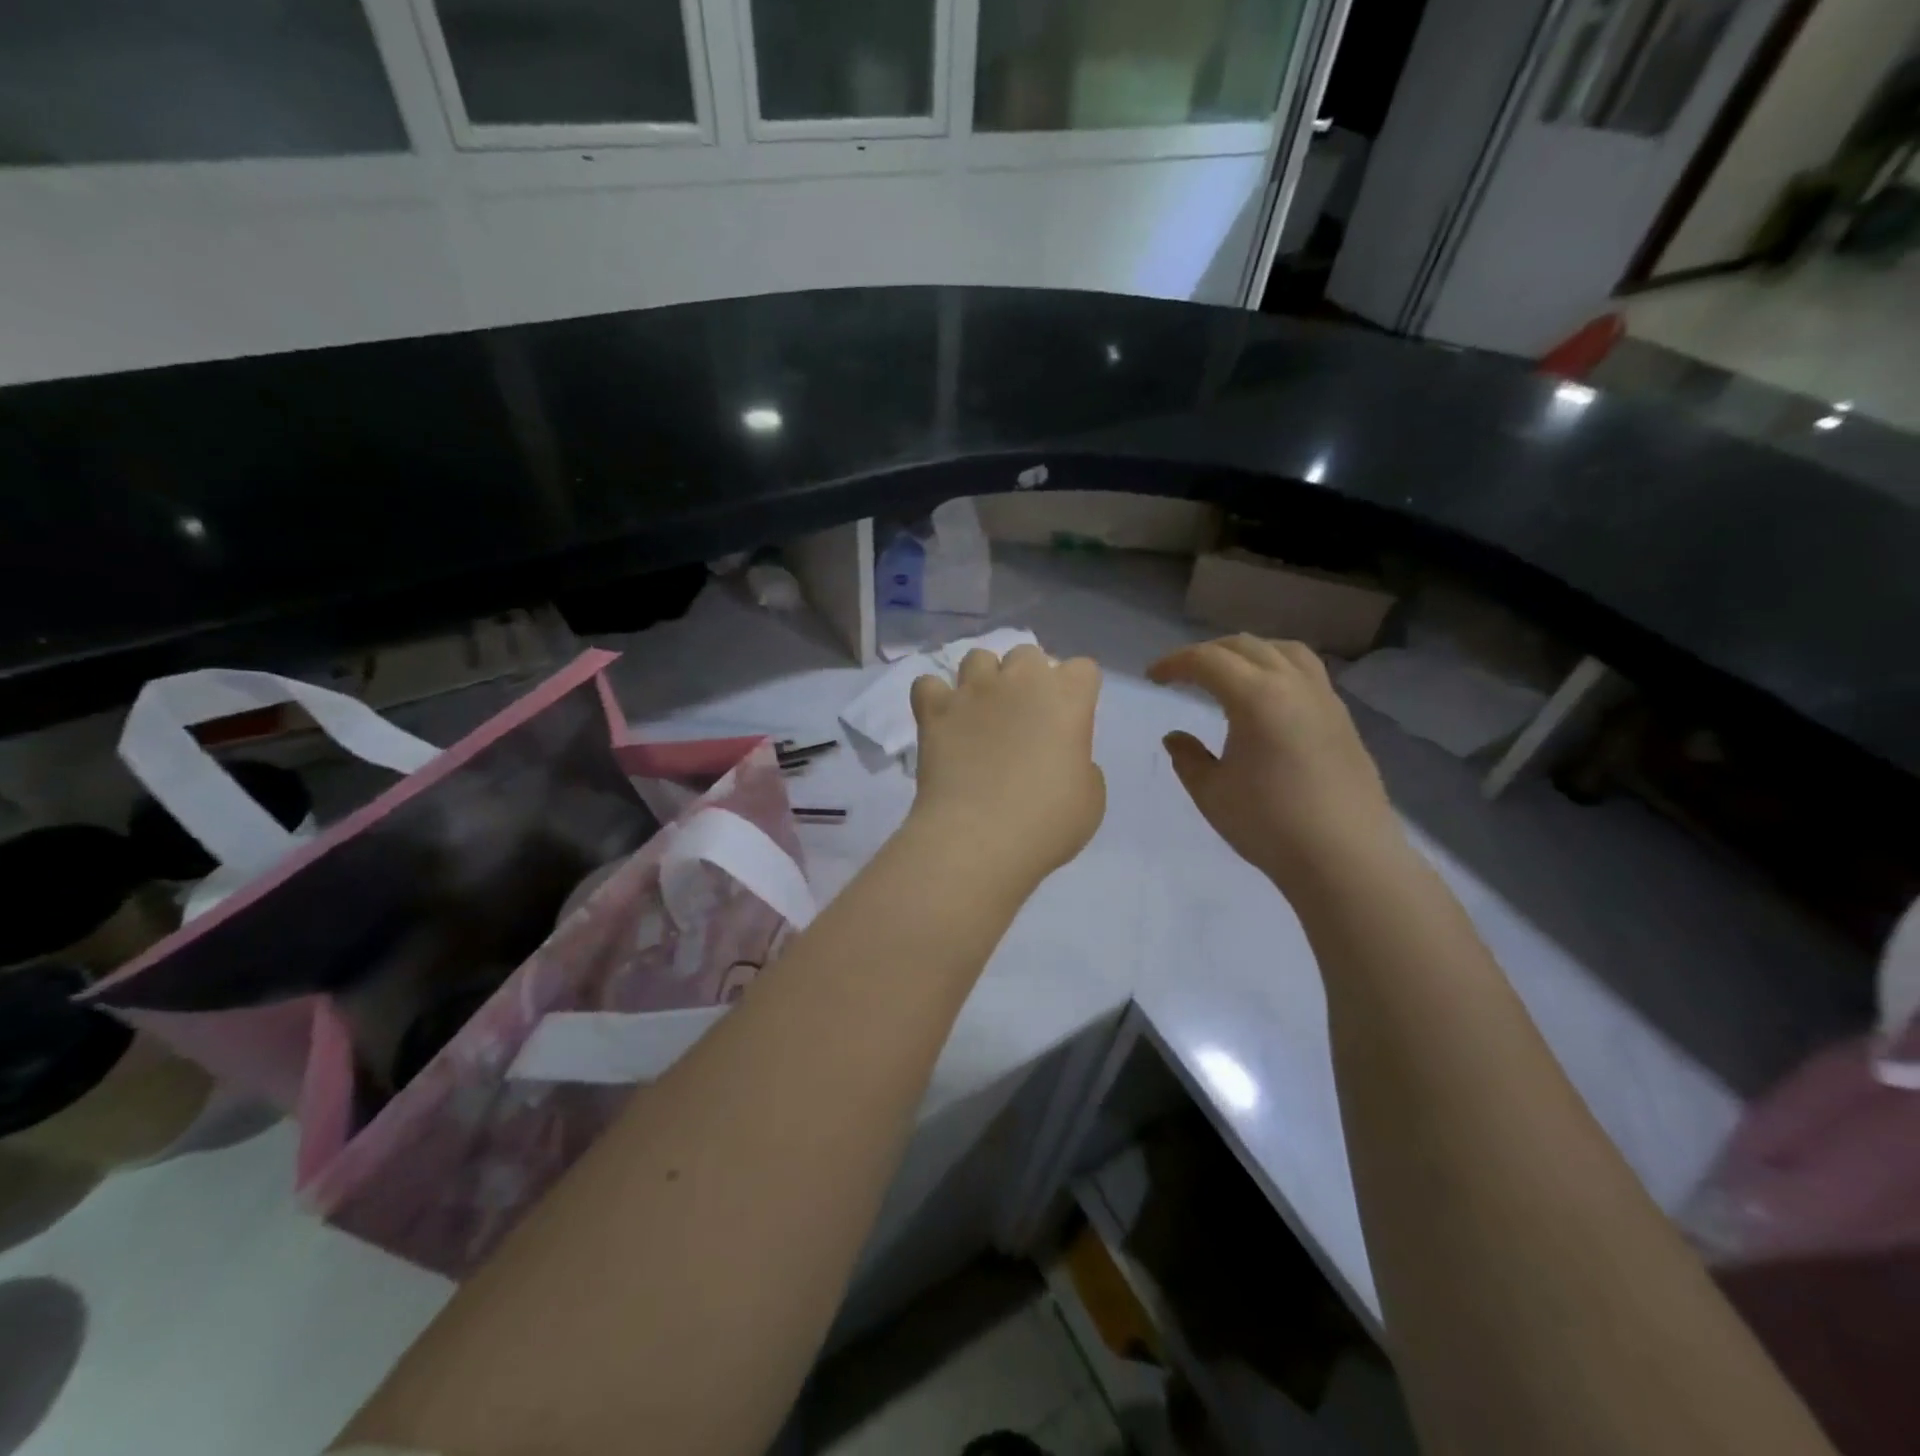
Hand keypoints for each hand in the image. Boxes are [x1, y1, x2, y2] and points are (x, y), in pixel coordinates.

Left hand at [908, 645, 1105, 889]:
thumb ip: (1081, 765)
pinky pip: (928, 684)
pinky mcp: (934, 709)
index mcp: (1067, 698)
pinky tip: (941, 719)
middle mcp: (1020, 681)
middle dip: (1028, 677)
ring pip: (978, 658)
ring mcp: (973, 691)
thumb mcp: (1090, 799)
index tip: (1070, 720)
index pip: (1083, 669)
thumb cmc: (1046, 823)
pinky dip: (934, 697)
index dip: (1078, 691)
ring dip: (982, 679)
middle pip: (1027, 654)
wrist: (978, 837)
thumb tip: (1062, 758)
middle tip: (1023, 716)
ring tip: (979, 712)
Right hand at [1148, 636, 1400, 893]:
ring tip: (1229, 674)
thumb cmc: (1269, 824)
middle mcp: (1294, 685)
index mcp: (1256, 697)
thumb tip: (1176, 737)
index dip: (1174, 663)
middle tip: (1182, 674)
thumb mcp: (1211, 793)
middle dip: (1207, 653)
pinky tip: (1268, 700)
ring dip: (1248, 653)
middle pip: (1245, 646)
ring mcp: (1325, 699)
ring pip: (1284, 651)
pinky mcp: (1343, 720)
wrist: (1345, 858)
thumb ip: (1188, 758)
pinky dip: (1278, 669)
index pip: (1207, 660)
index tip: (1153, 678)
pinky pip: (1307, 673)